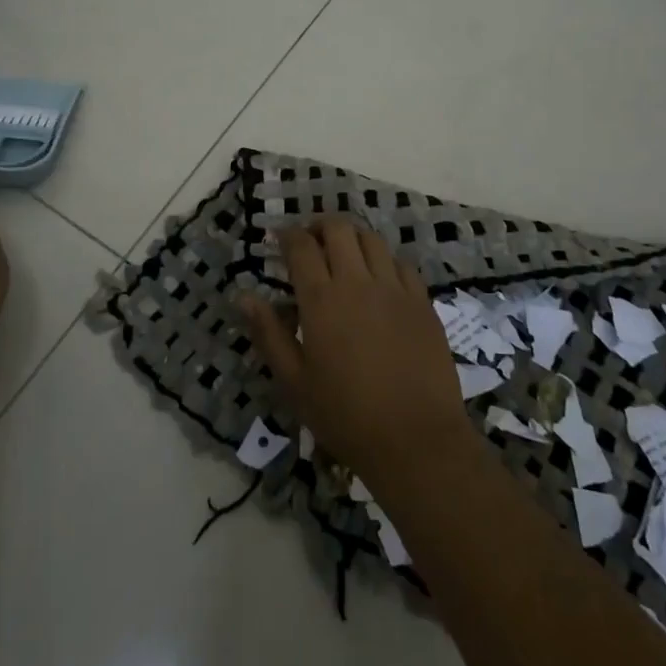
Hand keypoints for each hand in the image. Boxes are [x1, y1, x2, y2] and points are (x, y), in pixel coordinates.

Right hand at [240, 219, 472, 490]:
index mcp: (322, 299)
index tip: (279, 238)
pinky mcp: (422, 302)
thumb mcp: (294, 382)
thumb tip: (243, 296)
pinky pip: (401, 264)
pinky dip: (384, 260)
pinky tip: (379, 278)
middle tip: (310, 242)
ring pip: (372, 239)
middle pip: (338, 229)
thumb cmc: (345, 415)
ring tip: (344, 254)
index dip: (287, 235)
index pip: (301, 246)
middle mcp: (358, 282)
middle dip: (319, 226)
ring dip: (352, 237)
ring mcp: (395, 288)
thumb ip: (268, 333)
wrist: (416, 439)